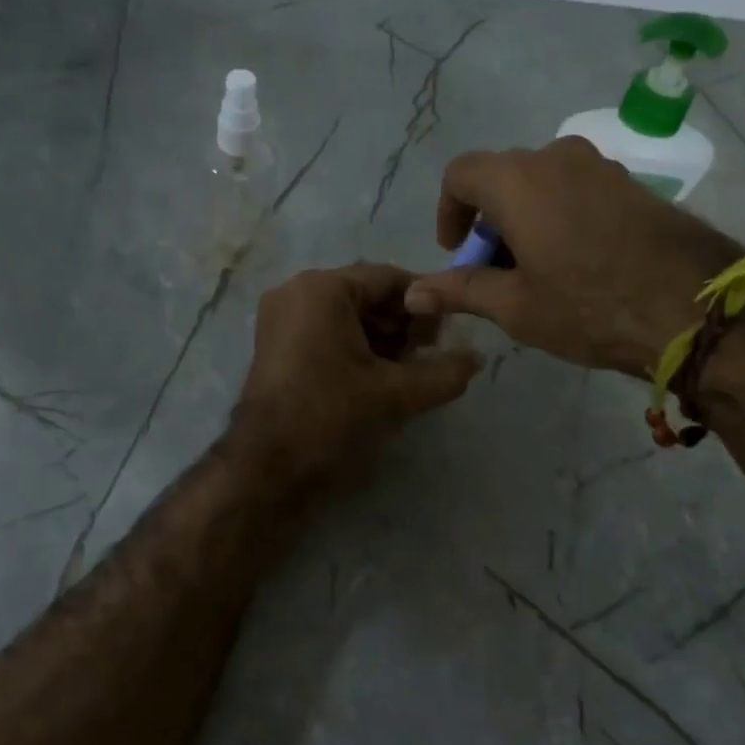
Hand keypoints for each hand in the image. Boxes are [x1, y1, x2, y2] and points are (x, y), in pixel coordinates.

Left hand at [234, 263, 481, 478]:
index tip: (446, 335)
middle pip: (366, 294)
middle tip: (425, 357)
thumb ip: (443, 373)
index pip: (389, 278)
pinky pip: (326, 330)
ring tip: (404, 372)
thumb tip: (478, 359)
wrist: (266, 466)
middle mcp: (297, 290)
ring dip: (381, 338)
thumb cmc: (330, 416)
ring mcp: (281, 317)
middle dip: (401, 324)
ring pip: (347, 314)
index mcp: (323, 288)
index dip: (424, 304)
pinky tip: (375, 377)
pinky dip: (355, 347)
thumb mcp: (395, 393)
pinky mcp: (275, 343)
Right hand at [404, 138, 744, 375]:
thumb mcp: (515, 305)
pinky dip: (559, 217)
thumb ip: (460, 290)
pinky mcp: (632, 183)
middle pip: (502, 178)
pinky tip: (576, 264)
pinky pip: (577, 190)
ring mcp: (600, 166)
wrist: (695, 306)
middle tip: (496, 274)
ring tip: (537, 274)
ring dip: (524, 221)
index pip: (460, 174)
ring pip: (542, 184)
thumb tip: (411, 293)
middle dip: (488, 224)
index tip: (458, 255)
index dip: (448, 213)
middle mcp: (556, 157)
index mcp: (518, 179)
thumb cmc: (589, 306)